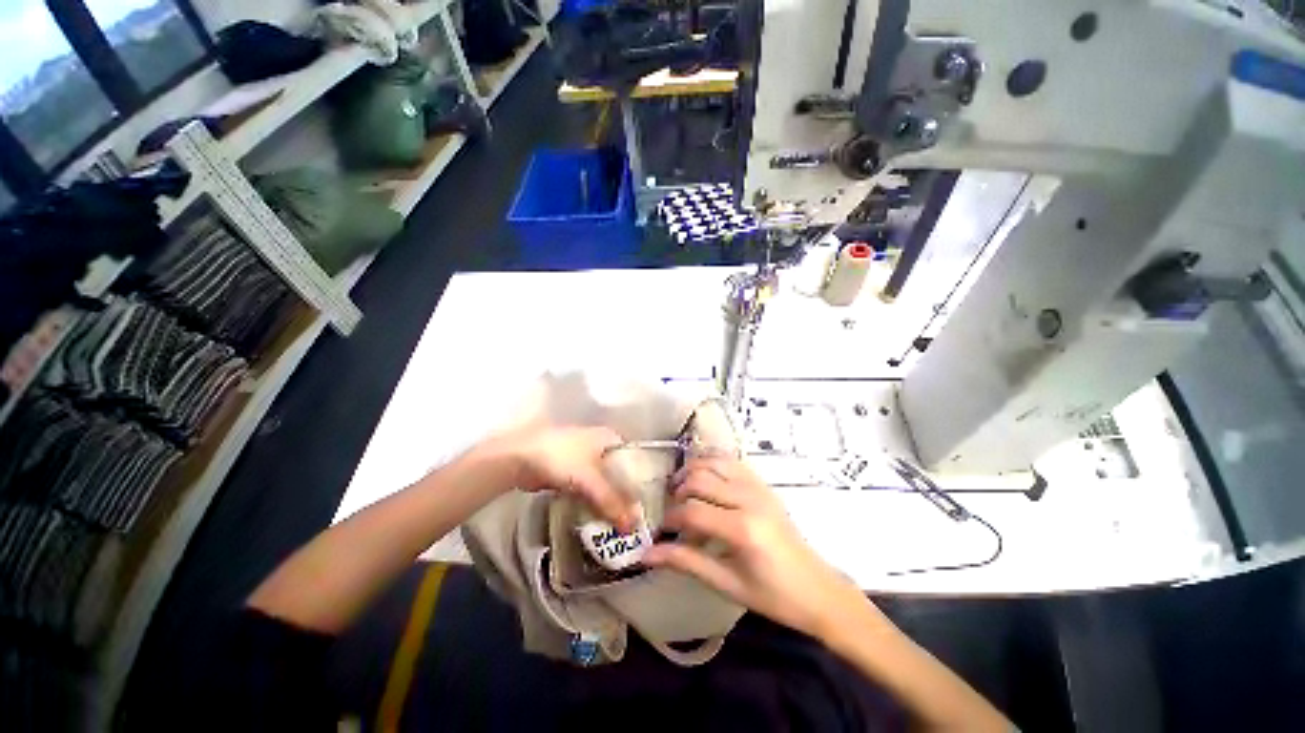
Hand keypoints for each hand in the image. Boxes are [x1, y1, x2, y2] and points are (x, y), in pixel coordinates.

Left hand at [493, 426, 636, 531]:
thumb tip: (633, 526)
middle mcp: (602, 445)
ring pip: (605, 481)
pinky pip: (590, 487)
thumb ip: (612, 502)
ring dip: (611, 499)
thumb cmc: (562, 458)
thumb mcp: (590, 479)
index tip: (649, 504)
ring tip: (622, 522)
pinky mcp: (571, 471)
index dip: (643, 481)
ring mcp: (586, 458)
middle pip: (621, 473)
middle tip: (636, 518)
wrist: (521, 457)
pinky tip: (601, 517)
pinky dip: (595, 500)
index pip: (636, 460)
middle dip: (627, 494)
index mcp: (611, 437)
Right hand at [643, 456, 867, 639]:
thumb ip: (686, 562)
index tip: (661, 532)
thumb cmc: (772, 595)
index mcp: (742, 529)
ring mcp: (758, 487)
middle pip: (699, 479)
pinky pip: (731, 462)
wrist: (817, 590)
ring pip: (714, 462)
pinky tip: (704, 478)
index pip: (692, 511)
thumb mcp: (726, 584)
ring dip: (692, 471)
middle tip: (671, 511)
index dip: (670, 519)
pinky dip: (711, 463)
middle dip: (678, 492)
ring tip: (682, 490)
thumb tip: (647, 555)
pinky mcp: (763, 484)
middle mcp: (749, 499)